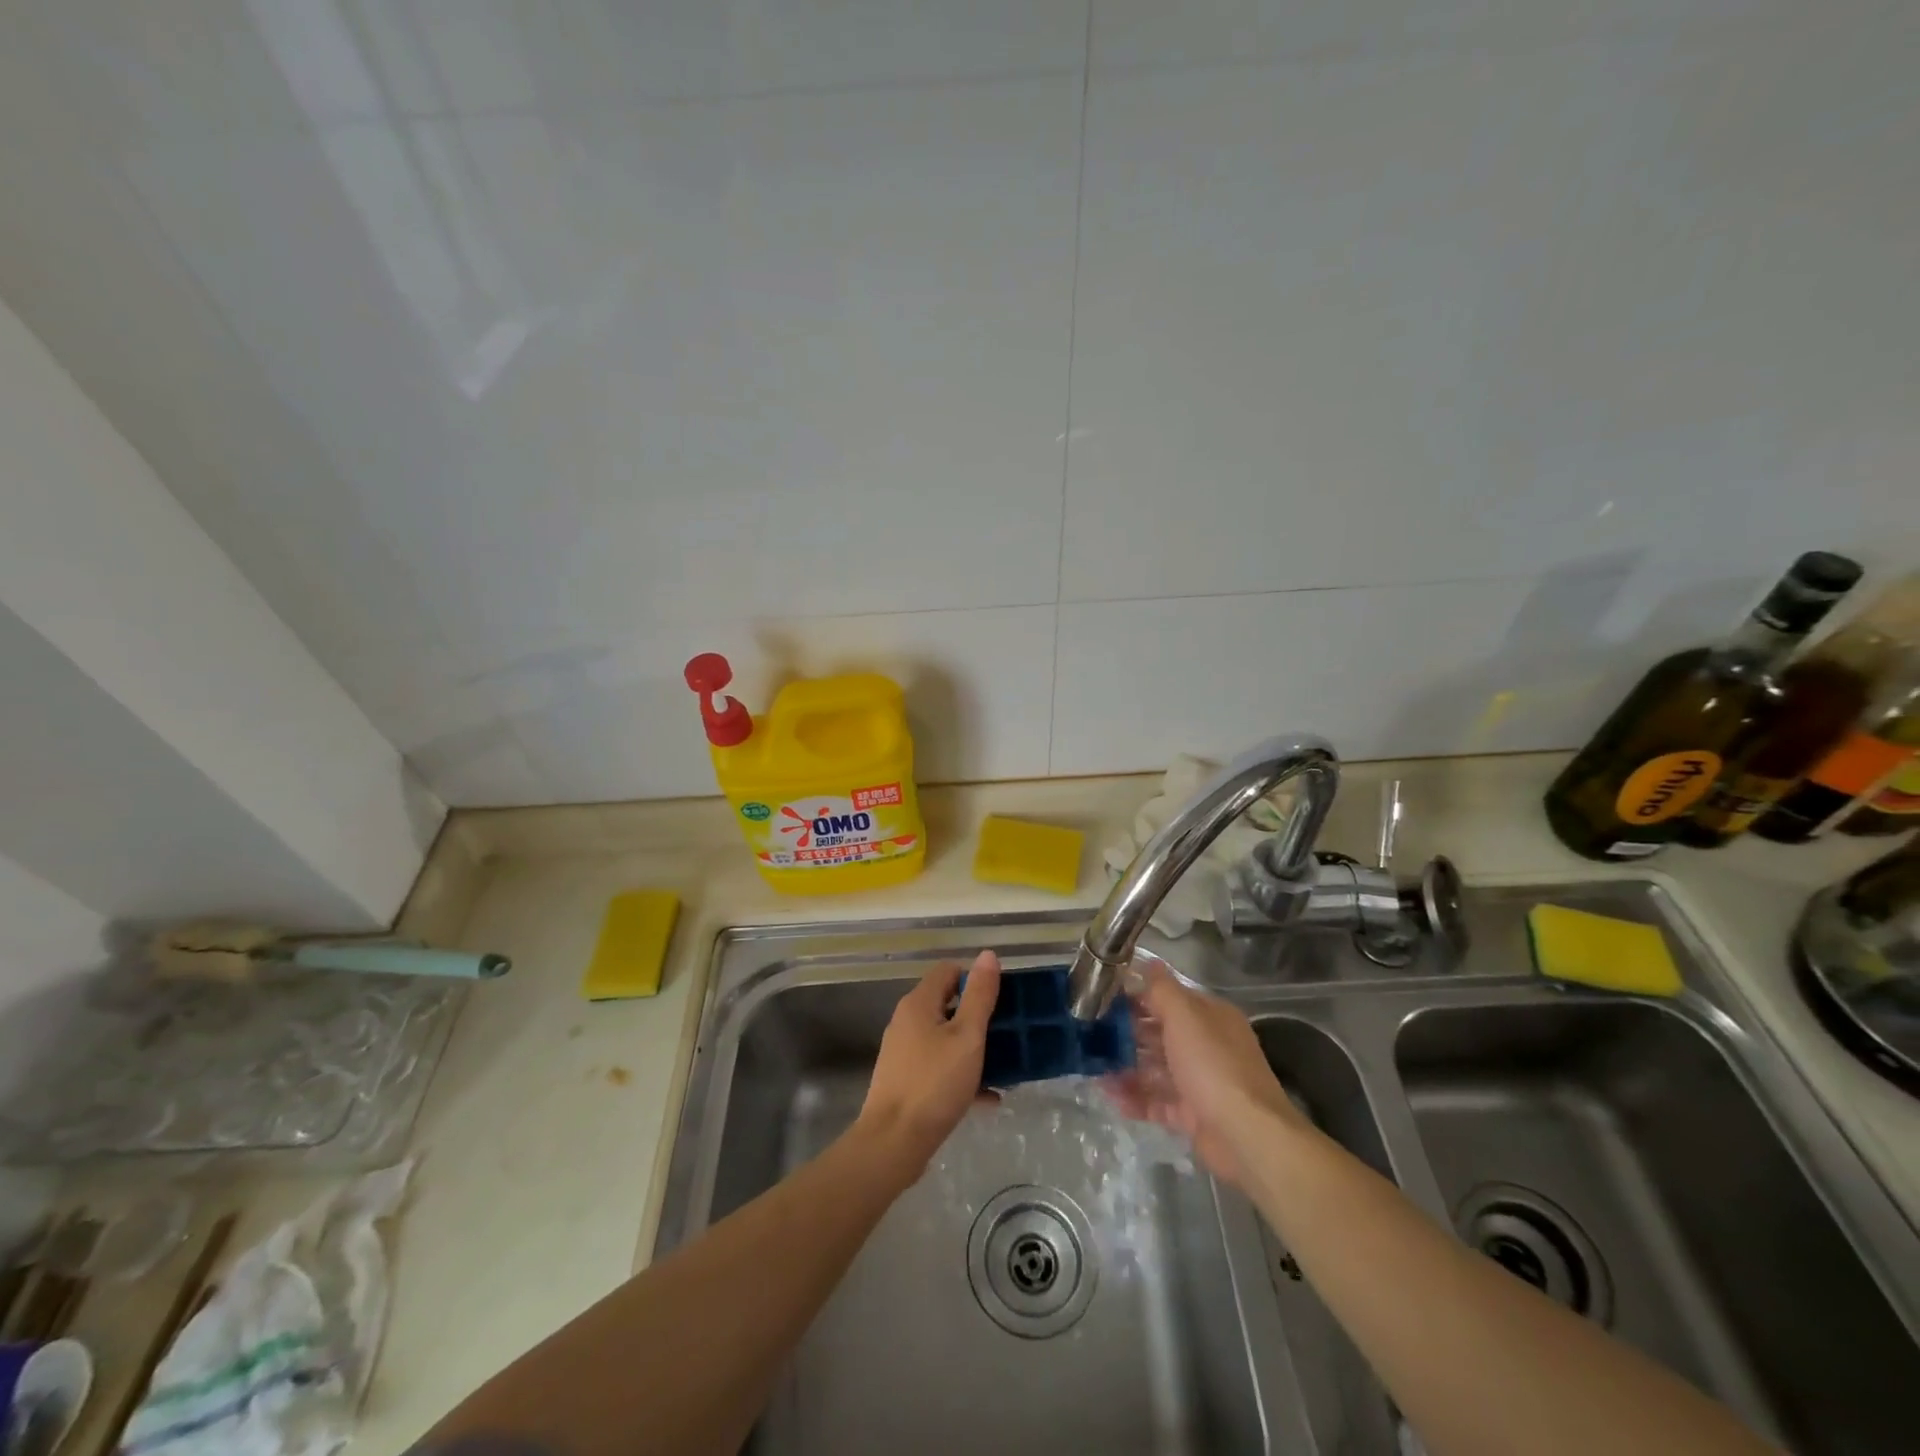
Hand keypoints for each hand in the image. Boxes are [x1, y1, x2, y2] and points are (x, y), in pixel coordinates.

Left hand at [858, 950, 1001, 1178]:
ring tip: (1004, 1066)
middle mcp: (907, 1021)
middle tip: (1008, 1032)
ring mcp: (904, 1052)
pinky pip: (939, 1066)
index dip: (975, 978)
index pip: (948, 971)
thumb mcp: (967, 1037)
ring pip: (945, 1038)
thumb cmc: (934, 1084)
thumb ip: (979, 996)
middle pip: (947, 1004)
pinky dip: (962, 1074)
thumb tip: (987, 955)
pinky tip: (988, 1097)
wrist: (893, 1143)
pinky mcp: (905, 1080)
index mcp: (919, 1003)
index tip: (1001, 1000)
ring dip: (974, 1048)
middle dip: (978, 1016)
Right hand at [1107, 960, 1302, 1186]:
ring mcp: (1199, 1082)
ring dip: (1126, 1068)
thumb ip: (1162, 990)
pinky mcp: (1192, 1115)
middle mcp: (1206, 1045)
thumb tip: (1149, 962)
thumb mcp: (1185, 1017)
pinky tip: (1110, 1096)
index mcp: (1209, 1017)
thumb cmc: (1213, 1065)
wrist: (1247, 1135)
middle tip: (1090, 1036)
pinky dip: (1135, 1099)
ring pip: (1155, 1069)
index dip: (1136, 997)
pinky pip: (1158, 1102)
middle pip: (1159, 1034)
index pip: (1168, 999)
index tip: (1103, 1000)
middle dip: (1126, 1035)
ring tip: (1093, 1069)